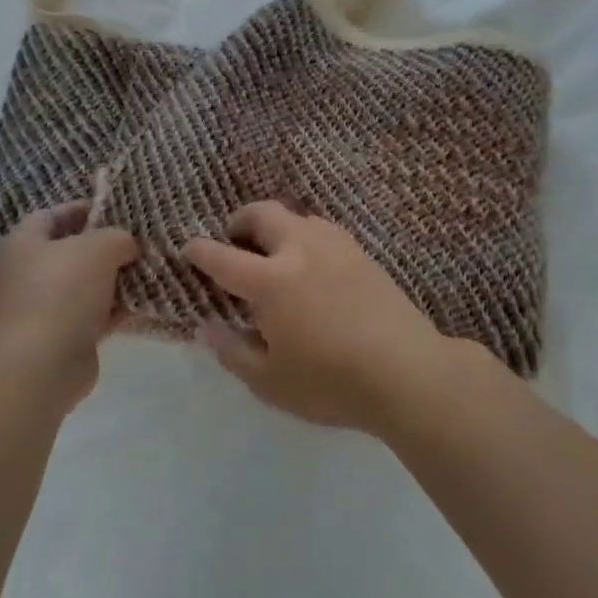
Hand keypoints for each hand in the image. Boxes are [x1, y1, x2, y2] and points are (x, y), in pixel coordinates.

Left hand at [0, 202, 137, 411]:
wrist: (39, 366)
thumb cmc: (61, 292)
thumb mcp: (98, 248)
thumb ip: (117, 237)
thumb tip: (126, 245)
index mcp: (22, 244)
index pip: (53, 215)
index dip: (84, 209)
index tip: (118, 211)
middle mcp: (24, 274)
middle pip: (70, 251)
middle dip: (104, 247)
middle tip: (138, 243)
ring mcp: (39, 309)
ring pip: (83, 286)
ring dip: (112, 281)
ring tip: (147, 271)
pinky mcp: (57, 339)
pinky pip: (90, 316)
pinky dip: (112, 311)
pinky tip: (141, 305)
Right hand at [184, 201, 476, 434]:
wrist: (408, 373)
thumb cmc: (331, 383)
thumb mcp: (270, 382)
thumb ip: (233, 351)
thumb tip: (207, 327)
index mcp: (271, 281)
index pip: (224, 257)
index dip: (201, 250)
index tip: (189, 248)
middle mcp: (301, 250)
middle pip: (263, 214)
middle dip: (240, 220)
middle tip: (234, 240)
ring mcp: (336, 247)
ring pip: (298, 217)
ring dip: (277, 226)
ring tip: (275, 253)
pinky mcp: (363, 255)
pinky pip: (325, 231)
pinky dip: (306, 237)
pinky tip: (313, 265)